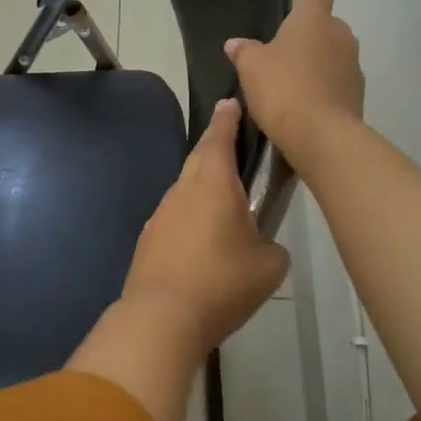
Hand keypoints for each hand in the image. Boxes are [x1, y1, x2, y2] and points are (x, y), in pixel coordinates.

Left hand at [69, 99, 288, 420]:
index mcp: (213, 183)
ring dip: (203, 186)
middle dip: (215, 145)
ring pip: (186, 189)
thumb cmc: (222, 283)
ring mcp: (160, 214)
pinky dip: (190, 217)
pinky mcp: (148, 239)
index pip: (220, 137)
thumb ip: (272, 245)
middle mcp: (182, 190)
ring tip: (225, 200)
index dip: (228, 119)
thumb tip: (261, 244)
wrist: (162, 317)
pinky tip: (201, 240)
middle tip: (232, 141)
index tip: (231, 103)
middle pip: (200, 158)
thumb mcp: (270, 265)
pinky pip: (175, 216)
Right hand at [225, 0, 363, 167]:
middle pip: (323, 25)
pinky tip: (301, 103)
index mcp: (313, 19)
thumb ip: (245, 51)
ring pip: (330, 54)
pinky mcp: (357, 93)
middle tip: (282, 50)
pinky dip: (320, 86)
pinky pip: (334, 81)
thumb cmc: (283, 88)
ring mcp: (352, 65)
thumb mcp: (252, 67)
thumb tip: (237, 44)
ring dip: (314, 62)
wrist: (320, 136)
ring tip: (288, 83)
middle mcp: (339, 35)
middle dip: (307, 33)